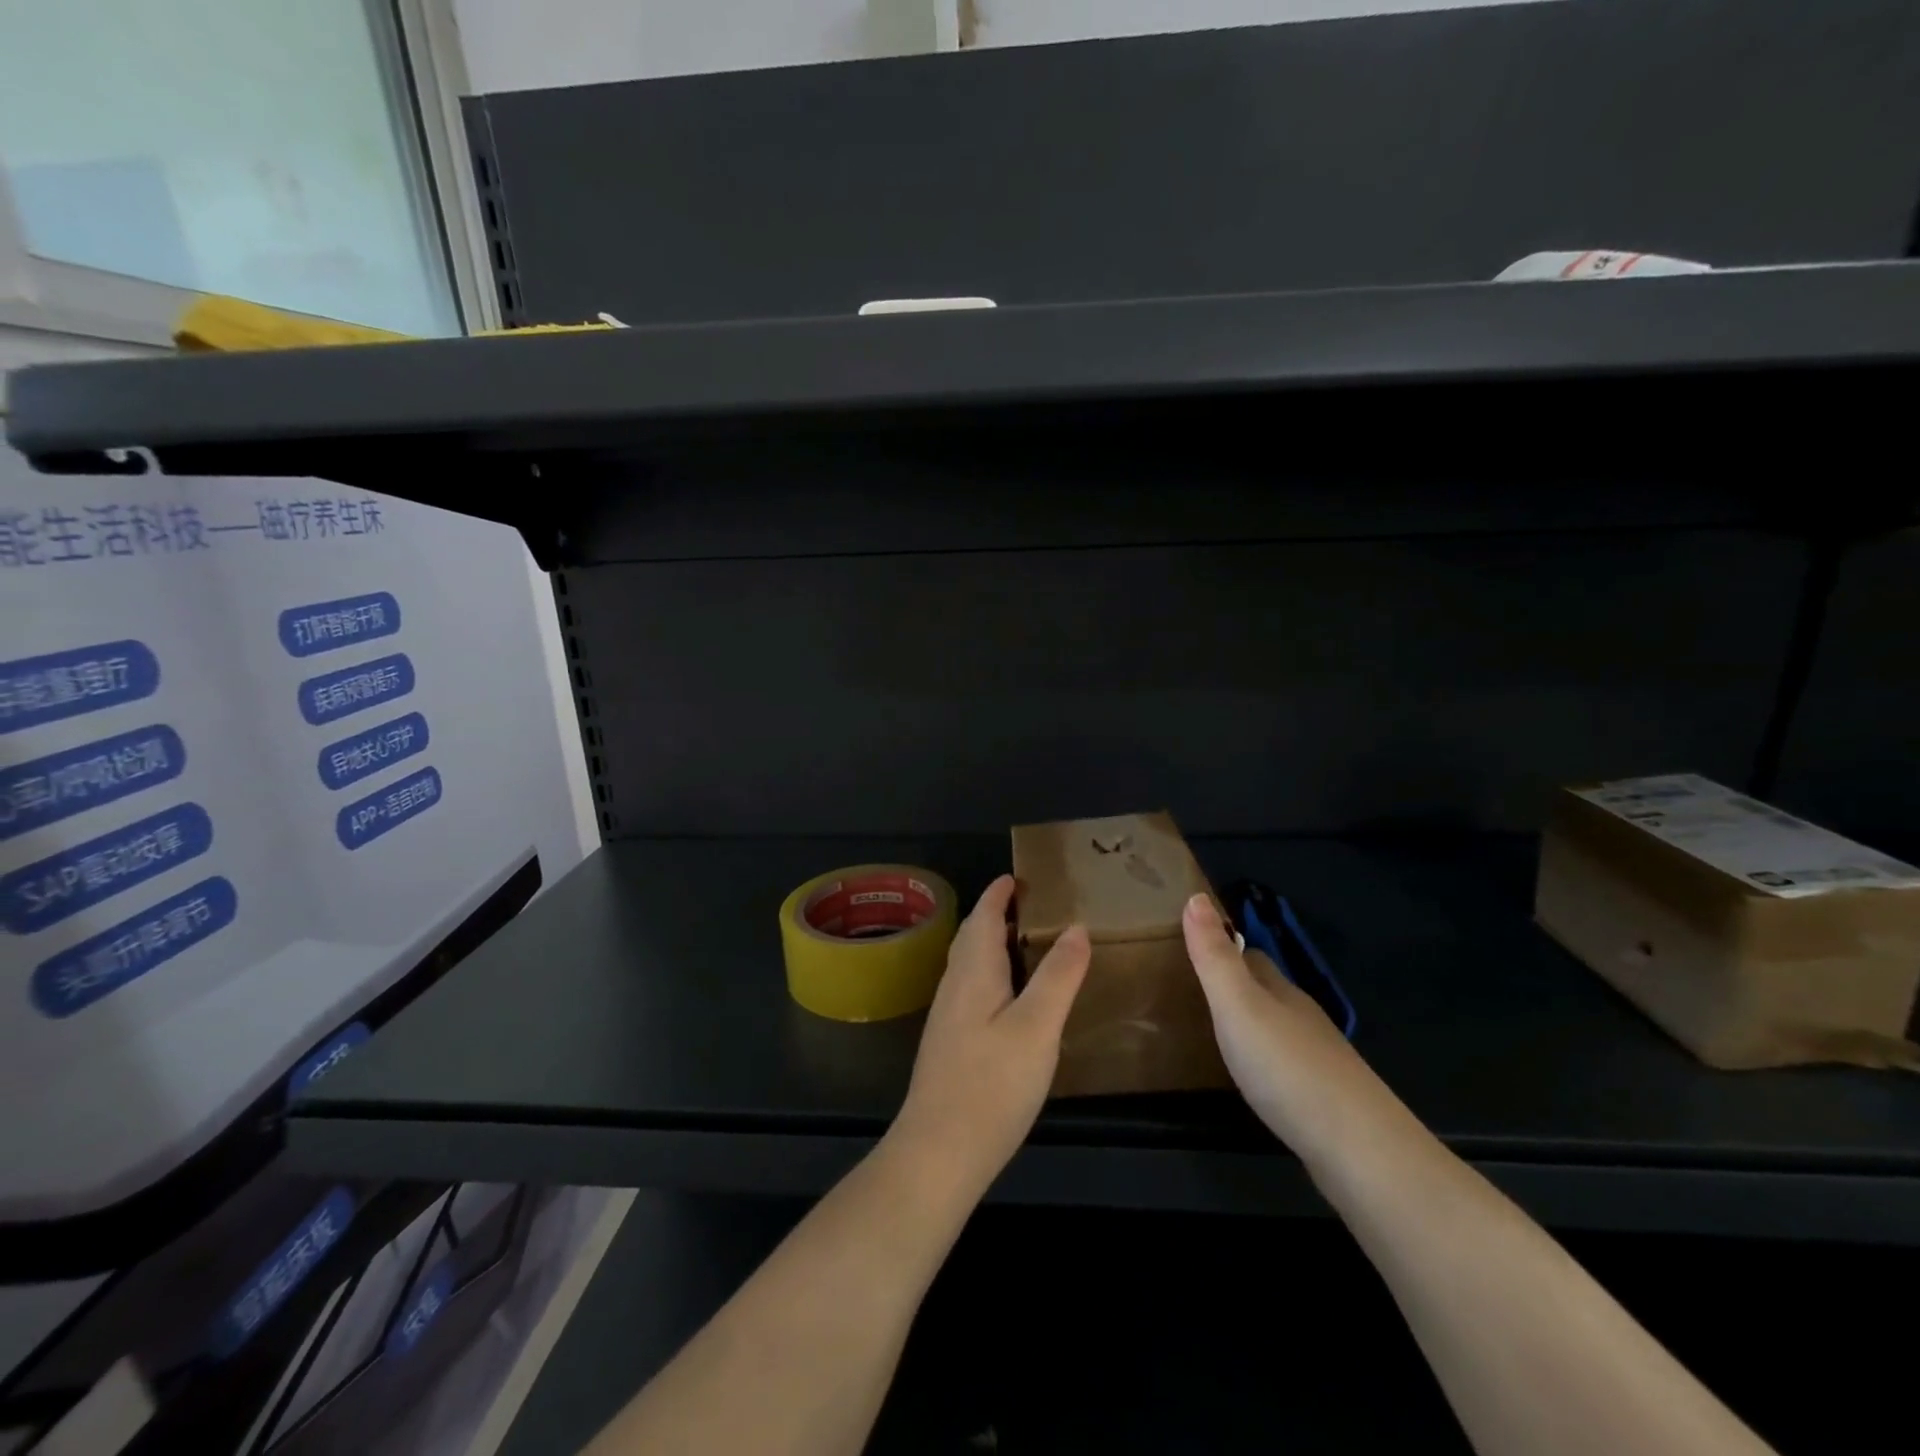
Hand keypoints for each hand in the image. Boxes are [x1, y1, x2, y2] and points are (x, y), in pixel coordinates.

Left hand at [890, 875, 1089, 1198]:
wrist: (938, 1151)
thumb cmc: (992, 1084)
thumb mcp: (1038, 1027)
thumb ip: (1058, 976)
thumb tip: (1076, 926)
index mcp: (974, 971)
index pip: (984, 916)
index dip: (999, 894)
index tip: (1018, 877)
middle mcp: (954, 985)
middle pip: (972, 936)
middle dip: (995, 914)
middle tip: (1029, 905)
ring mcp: (947, 1016)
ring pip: (968, 963)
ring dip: (991, 943)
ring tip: (1024, 943)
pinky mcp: (949, 1043)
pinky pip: (970, 987)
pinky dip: (990, 972)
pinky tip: (1008, 996)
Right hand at [1182, 892, 1404, 1171]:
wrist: (1359, 1150)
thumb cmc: (1287, 1067)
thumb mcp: (1237, 1005)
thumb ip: (1214, 956)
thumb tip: (1196, 897)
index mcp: (1281, 992)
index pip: (1251, 957)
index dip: (1225, 947)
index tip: (1194, 947)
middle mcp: (1303, 1019)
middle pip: (1267, 990)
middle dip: (1238, 984)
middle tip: (1196, 990)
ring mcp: (1319, 1060)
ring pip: (1280, 1029)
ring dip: (1252, 1025)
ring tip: (1217, 1033)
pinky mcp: (1325, 1100)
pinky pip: (1288, 1067)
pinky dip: (1267, 1063)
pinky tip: (1255, 1080)